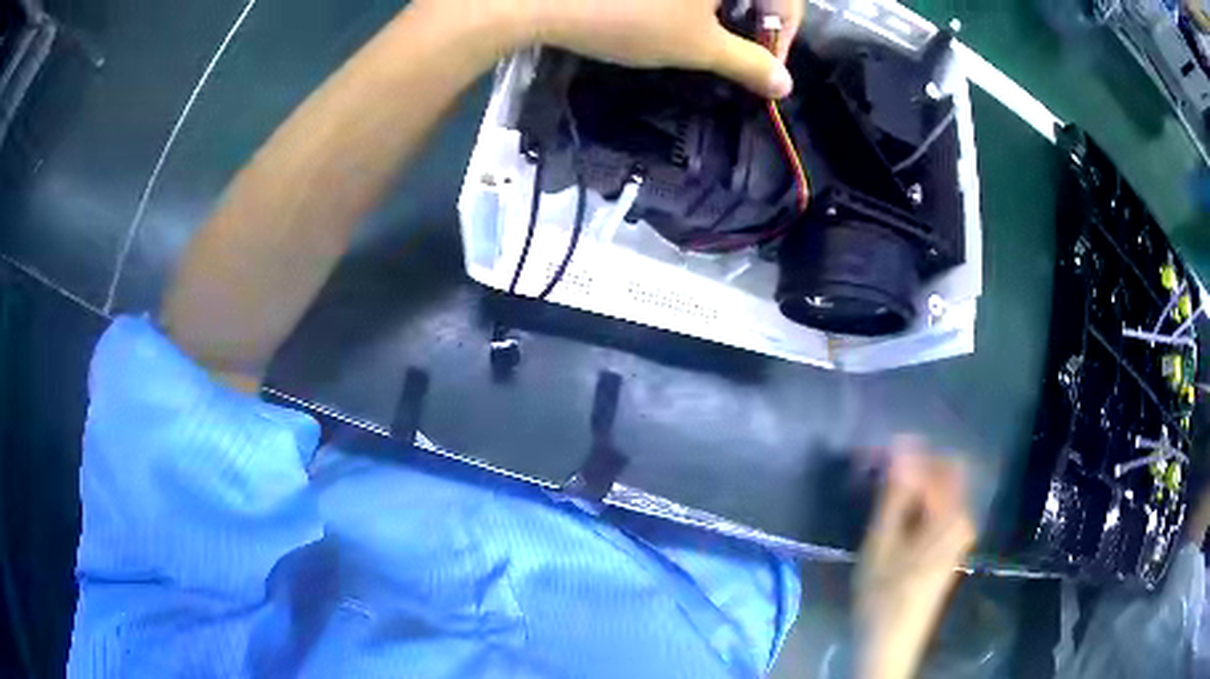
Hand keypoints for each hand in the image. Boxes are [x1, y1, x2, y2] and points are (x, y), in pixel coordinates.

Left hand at [439, 0, 801, 97]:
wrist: (542, 0)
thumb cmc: (629, 18)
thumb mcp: (698, 46)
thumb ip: (749, 64)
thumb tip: (784, 84)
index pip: (787, 1)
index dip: (783, 36)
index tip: (770, 71)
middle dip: (760, 21)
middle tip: (745, 55)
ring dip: (733, 11)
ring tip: (715, 39)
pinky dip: (703, 3)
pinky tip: (685, 17)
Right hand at [855, 437, 975, 678]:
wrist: (891, 643)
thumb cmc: (882, 596)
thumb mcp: (881, 544)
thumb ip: (894, 494)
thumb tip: (901, 445)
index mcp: (951, 515)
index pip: (932, 464)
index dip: (902, 455)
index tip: (870, 455)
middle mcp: (963, 516)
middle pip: (942, 472)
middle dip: (911, 464)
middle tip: (876, 469)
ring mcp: (959, 530)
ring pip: (940, 488)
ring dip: (913, 482)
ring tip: (879, 489)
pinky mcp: (951, 543)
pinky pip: (939, 505)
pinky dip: (918, 499)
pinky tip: (894, 510)